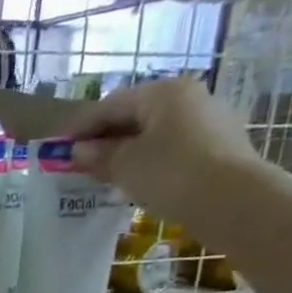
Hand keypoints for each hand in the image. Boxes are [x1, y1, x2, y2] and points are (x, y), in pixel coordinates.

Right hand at [63, 77, 264, 216]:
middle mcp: (189, 98)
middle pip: (136, 116)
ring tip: (106, 175)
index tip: (59, 147)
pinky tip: (138, 181)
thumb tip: (78, 151)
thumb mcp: (125, 165)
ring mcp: (209, 122)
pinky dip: (150, 162)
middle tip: (80, 163)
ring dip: (128, 152)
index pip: (111, 104)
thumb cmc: (171, 172)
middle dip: (106, 139)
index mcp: (164, 92)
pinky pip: (174, 149)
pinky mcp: (220, 148)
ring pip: (156, 134)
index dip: (82, 127)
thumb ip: (98, 155)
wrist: (232, 200)